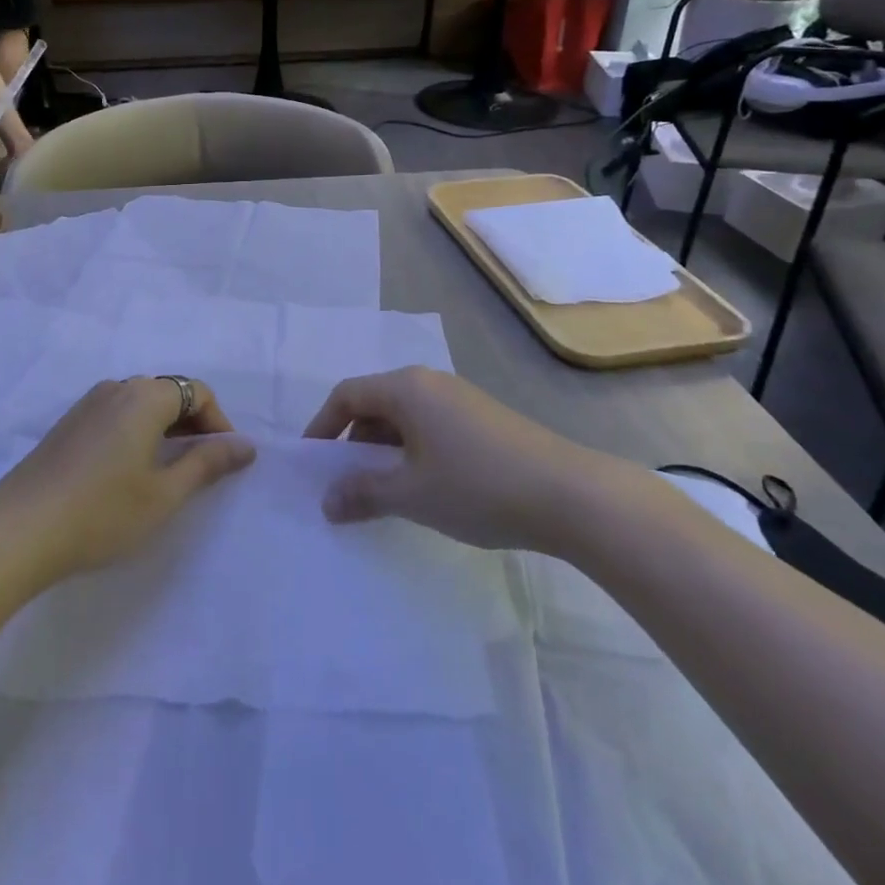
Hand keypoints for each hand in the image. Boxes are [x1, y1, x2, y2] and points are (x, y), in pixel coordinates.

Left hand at [0, 377, 254, 584]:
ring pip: (141, 403)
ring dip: (164, 428)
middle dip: (193, 424)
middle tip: (202, 468)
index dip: (218, 423)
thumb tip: (245, 445)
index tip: (225, 461)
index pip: (197, 392)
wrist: (20, 529)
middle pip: (169, 392)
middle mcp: (117, 388)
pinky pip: (117, 414)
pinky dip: (137, 432)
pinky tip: (131, 471)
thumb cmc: (103, 511)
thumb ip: (207, 463)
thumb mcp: (165, 494)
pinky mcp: (69, 423)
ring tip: (170, 471)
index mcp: (145, 396)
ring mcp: (88, 403)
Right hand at [304, 367, 627, 554]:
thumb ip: (362, 493)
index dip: (323, 426)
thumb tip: (326, 502)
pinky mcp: (483, 419)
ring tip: (383, 491)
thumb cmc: (478, 486)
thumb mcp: (411, 494)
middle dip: (354, 441)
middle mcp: (430, 383)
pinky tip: (424, 487)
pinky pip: (430, 426)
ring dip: (384, 450)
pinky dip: (413, 451)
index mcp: (406, 388)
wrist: (571, 496)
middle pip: (375, 403)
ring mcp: (460, 399)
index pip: (347, 394)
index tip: (312, 462)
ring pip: (404, 417)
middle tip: (346, 482)